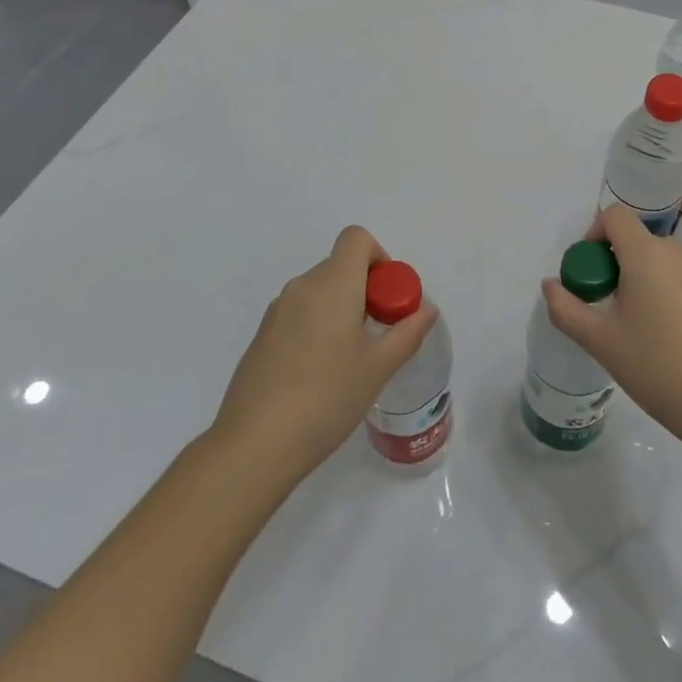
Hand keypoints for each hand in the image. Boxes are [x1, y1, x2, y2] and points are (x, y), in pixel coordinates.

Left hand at [213, 226, 438, 480]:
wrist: (255, 444)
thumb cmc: (327, 397)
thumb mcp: (379, 367)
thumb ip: (408, 332)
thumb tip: (427, 309)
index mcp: (333, 284)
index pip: (356, 238)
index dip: (379, 257)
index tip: (387, 298)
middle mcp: (302, 286)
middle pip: (340, 266)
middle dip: (365, 290)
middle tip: (377, 335)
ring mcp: (277, 311)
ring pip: (319, 292)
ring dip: (341, 309)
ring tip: (349, 360)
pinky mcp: (262, 336)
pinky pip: (299, 313)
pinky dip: (317, 326)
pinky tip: (319, 375)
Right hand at [542, 205, 681, 455]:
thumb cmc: (654, 367)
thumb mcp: (600, 341)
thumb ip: (566, 308)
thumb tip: (550, 285)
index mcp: (646, 254)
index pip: (615, 215)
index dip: (594, 233)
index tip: (590, 271)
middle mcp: (677, 251)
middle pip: (636, 238)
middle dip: (615, 262)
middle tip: (608, 305)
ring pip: (660, 258)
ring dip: (642, 275)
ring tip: (637, 322)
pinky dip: (667, 288)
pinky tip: (668, 331)